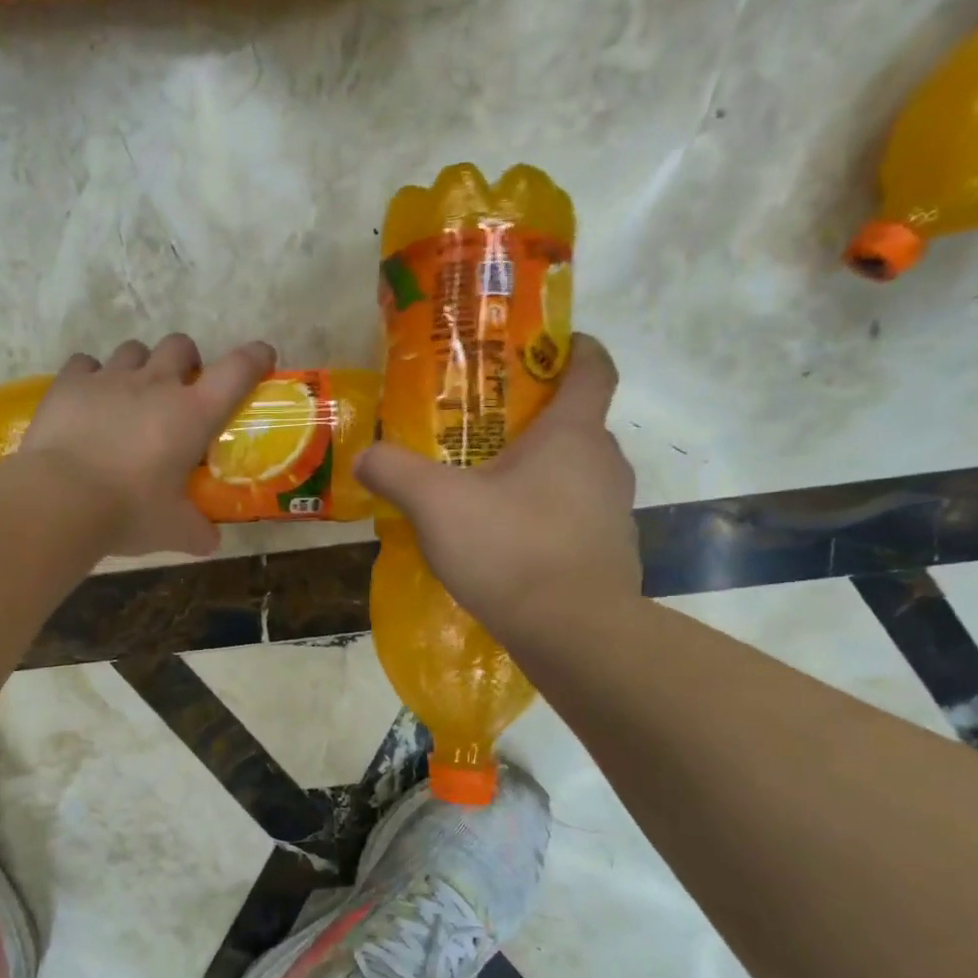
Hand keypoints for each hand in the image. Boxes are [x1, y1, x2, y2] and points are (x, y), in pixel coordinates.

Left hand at [21, 334, 276, 556]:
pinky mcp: (70, 383)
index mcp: (193, 414)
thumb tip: (210, 541)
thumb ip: (198, 532)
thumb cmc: (130, 512)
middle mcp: (155, 384)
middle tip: (180, 392)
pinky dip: (92, 376)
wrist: (61, 499)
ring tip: (131, 397)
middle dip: (186, 362)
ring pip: (134, 350)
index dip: (254, 358)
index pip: (237, 370)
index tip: (261, 358)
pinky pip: (86, 363)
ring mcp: (110, 378)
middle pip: (180, 345)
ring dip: (140, 367)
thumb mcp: (174, 530)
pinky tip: (89, 400)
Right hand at [353, 334, 639, 641]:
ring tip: (487, 489)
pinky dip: (544, 517)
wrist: (574, 633)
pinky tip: (506, 543)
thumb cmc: (510, 548)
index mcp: (572, 434)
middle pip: (576, 423)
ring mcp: (614, 512)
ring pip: (575, 474)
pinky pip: (574, 518)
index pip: (592, 368)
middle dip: (534, 420)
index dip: (573, 347)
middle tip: (484, 430)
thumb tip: (364, 456)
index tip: (546, 345)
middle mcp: (604, 463)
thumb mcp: (436, 504)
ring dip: (538, 473)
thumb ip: (394, 471)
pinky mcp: (610, 553)